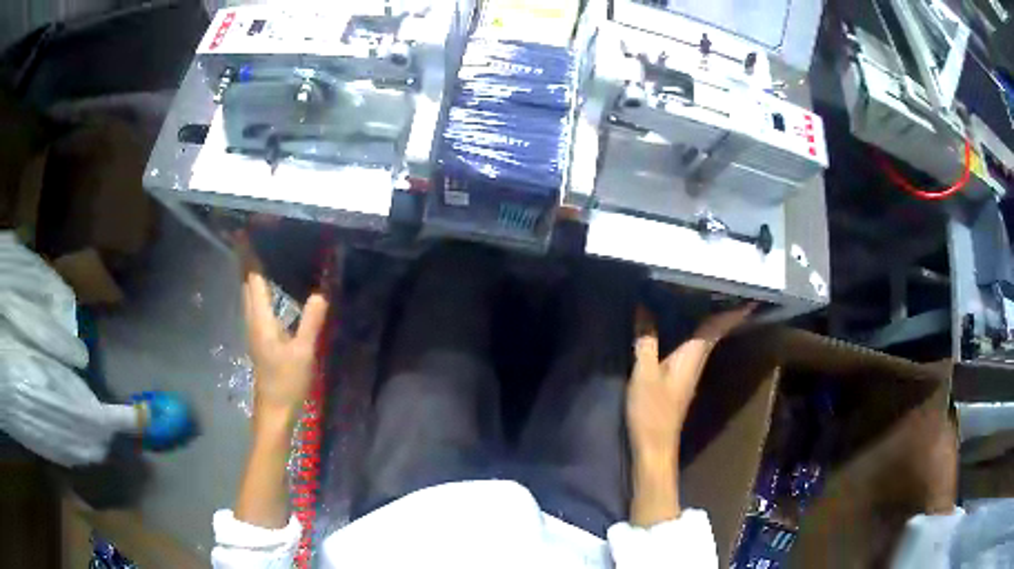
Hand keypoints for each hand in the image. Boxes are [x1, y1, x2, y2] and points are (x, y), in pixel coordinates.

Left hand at [239, 238, 328, 430]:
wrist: (274, 411)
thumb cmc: (287, 382)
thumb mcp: (304, 353)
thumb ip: (312, 321)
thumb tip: (322, 292)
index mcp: (261, 320)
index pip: (253, 280)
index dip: (249, 256)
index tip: (245, 233)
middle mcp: (253, 321)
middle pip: (246, 284)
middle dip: (246, 260)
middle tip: (251, 236)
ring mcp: (254, 331)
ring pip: (248, 295)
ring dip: (250, 274)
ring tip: (257, 255)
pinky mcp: (259, 339)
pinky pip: (255, 305)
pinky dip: (257, 289)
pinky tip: (268, 289)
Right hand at [627, 303, 754, 457]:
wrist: (655, 445)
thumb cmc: (652, 410)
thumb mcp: (644, 373)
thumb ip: (645, 341)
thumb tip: (644, 308)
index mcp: (692, 356)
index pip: (717, 327)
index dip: (734, 312)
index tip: (750, 296)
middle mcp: (697, 361)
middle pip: (715, 331)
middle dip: (724, 310)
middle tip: (724, 287)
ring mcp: (691, 371)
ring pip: (705, 339)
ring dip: (710, 320)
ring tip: (704, 297)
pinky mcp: (682, 378)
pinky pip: (694, 347)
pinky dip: (695, 331)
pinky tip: (682, 325)